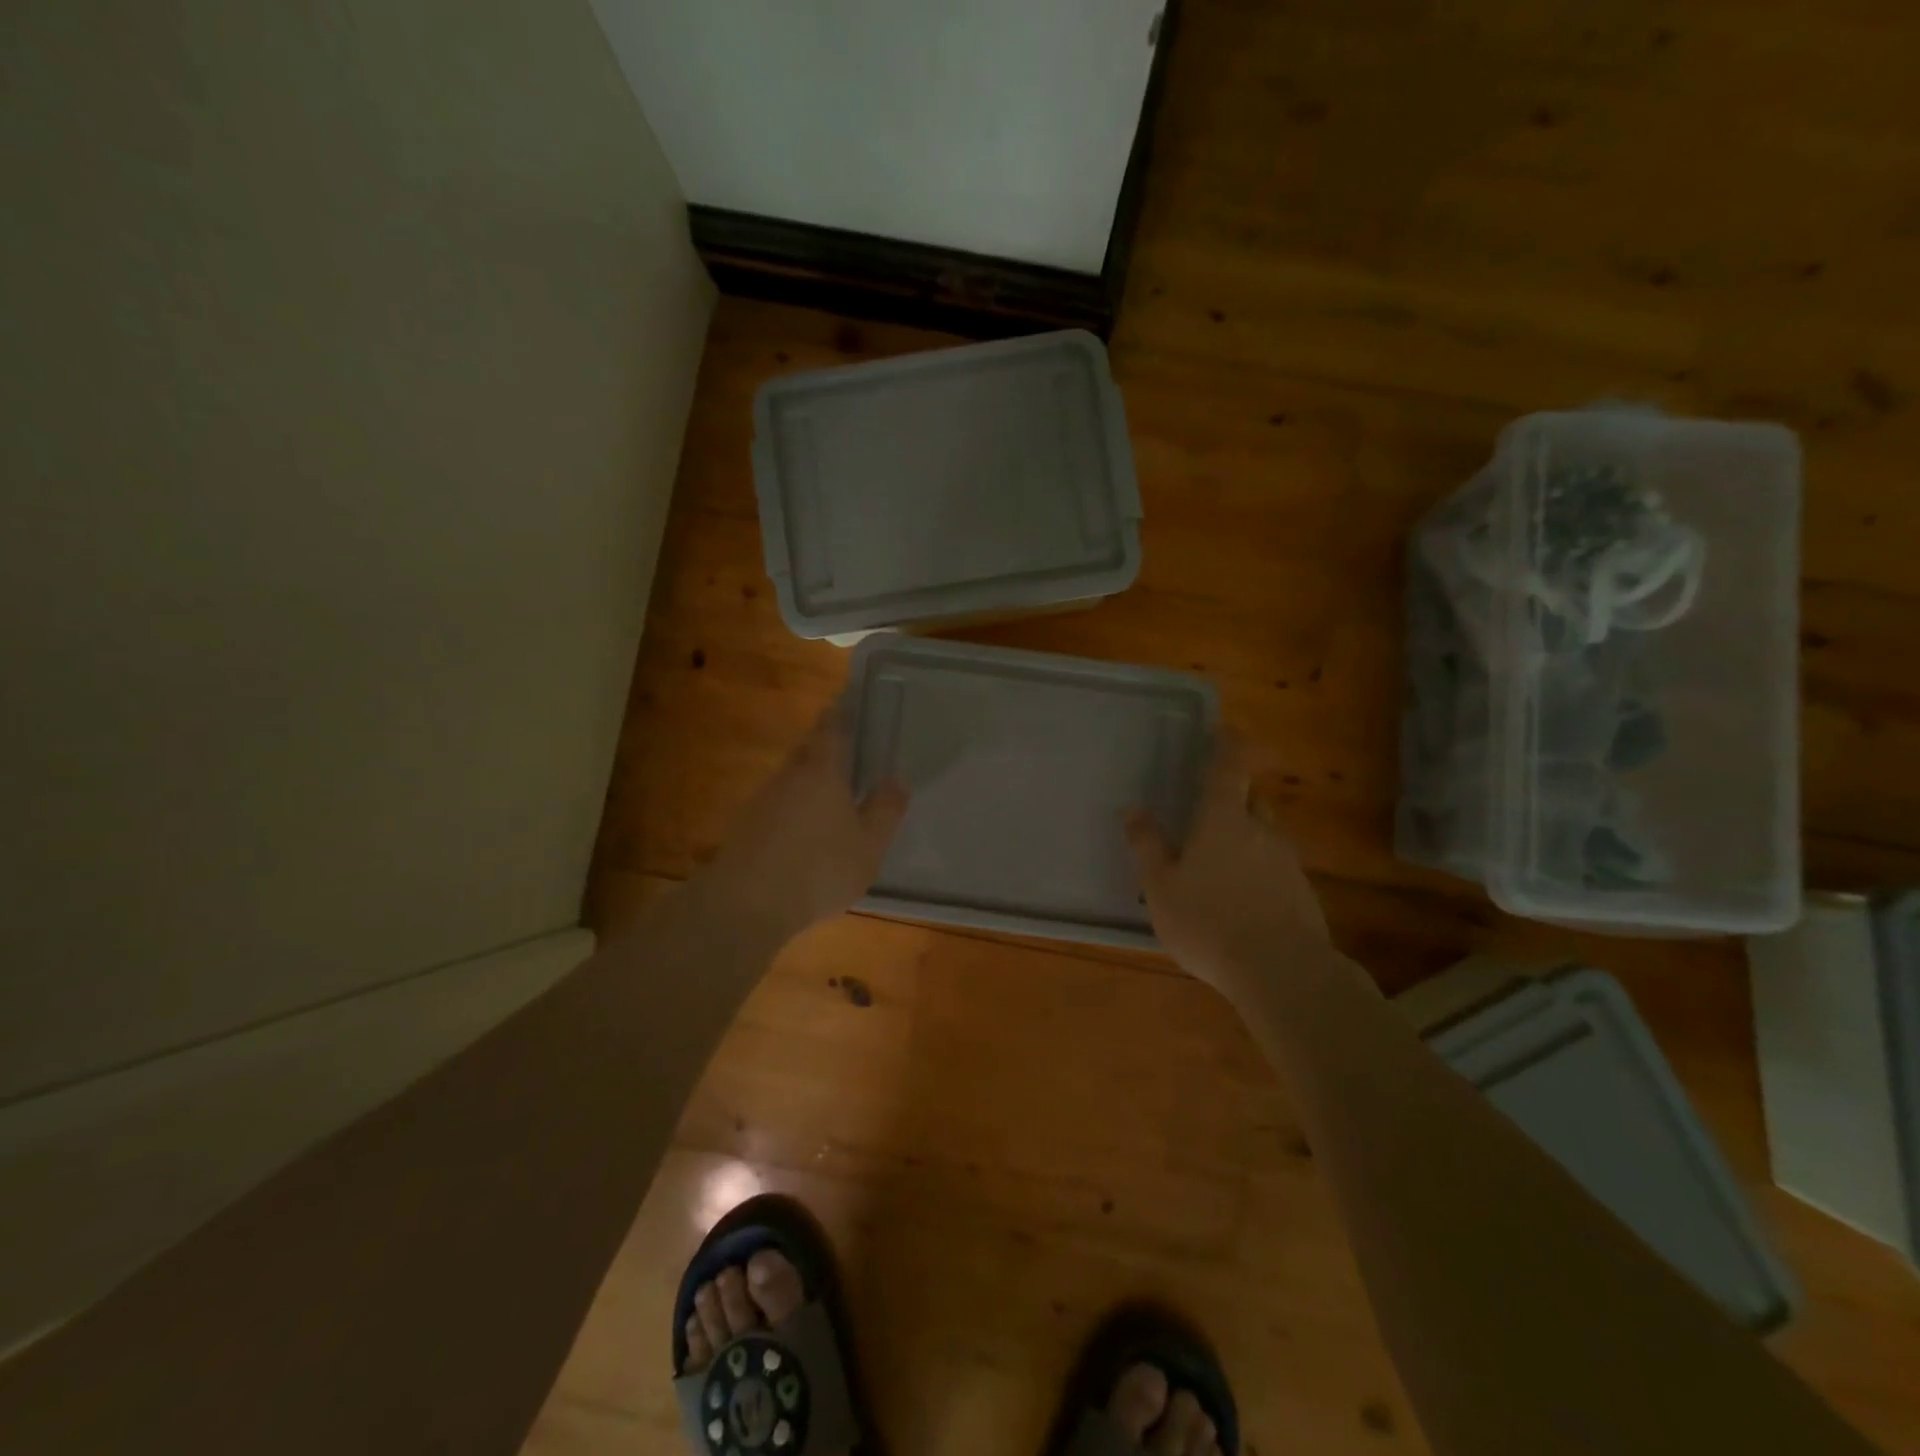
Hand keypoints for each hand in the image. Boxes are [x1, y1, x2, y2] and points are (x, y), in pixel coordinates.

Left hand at [702, 706, 908, 942]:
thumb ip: (885, 810)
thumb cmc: (819, 868)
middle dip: (823, 746)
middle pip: (807, 749)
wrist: (747, 903)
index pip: (831, 729)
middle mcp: (790, 775)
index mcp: (823, 771)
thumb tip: (896, 779)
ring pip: (790, 778)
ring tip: (829, 797)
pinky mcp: (746, 826)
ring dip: (808, 780)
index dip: (839, 714)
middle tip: (845, 752)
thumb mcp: (869, 845)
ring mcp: (763, 800)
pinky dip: (793, 808)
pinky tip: (803, 832)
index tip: (846, 703)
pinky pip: (777, 805)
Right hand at [1125, 733, 1336, 1000]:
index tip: (1223, 730)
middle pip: (1251, 800)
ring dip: (1246, 840)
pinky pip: (1276, 870)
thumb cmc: (1208, 921)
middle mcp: (1261, 830)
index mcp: (1223, 820)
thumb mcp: (1160, 887)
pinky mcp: (1304, 894)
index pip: (1229, 768)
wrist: (1282, 972)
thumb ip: (1147, 846)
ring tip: (1220, 868)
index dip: (1228, 745)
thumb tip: (1133, 809)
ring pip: (1265, 837)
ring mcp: (1288, 862)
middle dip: (1234, 798)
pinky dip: (1259, 873)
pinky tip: (1243, 903)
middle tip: (1209, 813)